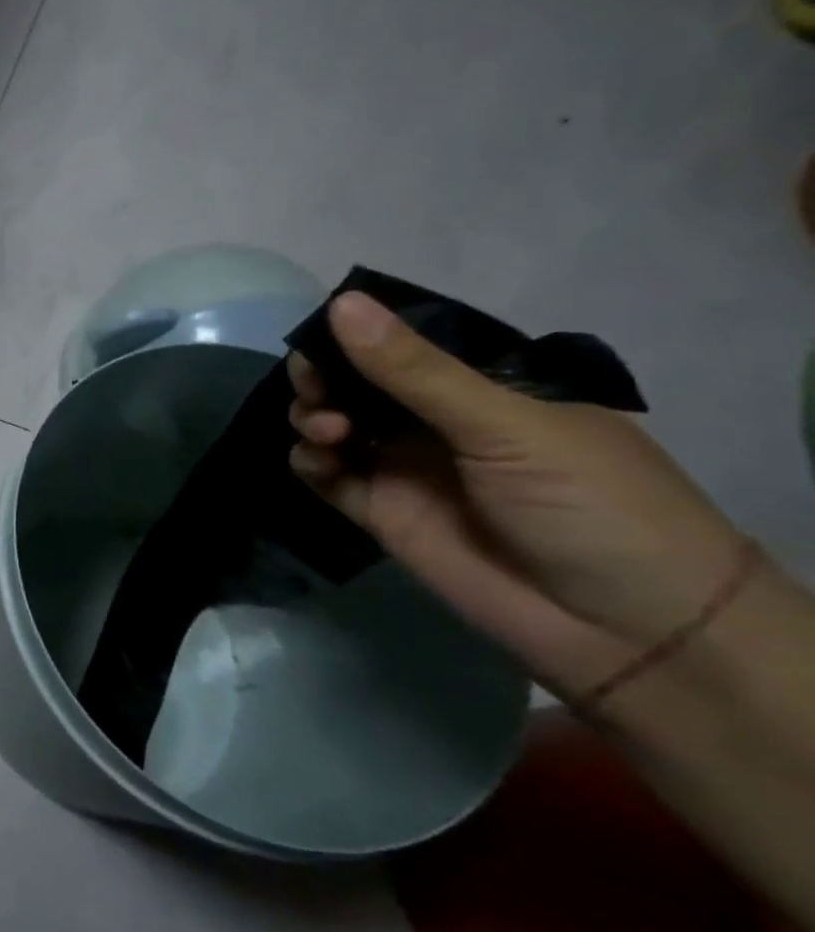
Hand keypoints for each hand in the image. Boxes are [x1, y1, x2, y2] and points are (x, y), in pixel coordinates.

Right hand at [286, 292, 748, 702]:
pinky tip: (318, 461)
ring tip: (329, 432)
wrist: (623, 628)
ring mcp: (404, 464)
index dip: (353, 335)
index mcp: (479, 384)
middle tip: (316, 388)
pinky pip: (326, 474)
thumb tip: (342, 302)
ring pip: (332, 423)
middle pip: (354, 382)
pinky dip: (309, 461)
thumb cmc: (589, 504)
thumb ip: (415, 370)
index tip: (320, 338)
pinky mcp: (380, 510)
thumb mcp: (505, 424)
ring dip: (313, 416)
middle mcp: (434, 418)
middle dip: (323, 376)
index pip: (399, 342)